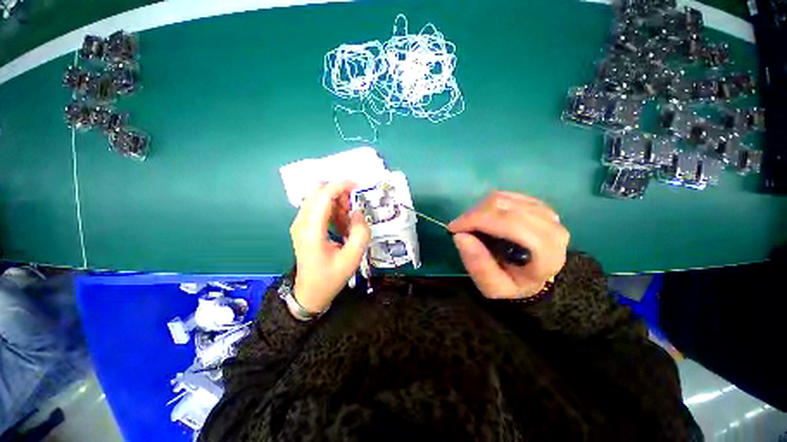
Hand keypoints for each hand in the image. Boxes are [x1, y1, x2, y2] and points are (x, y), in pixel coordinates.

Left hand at [290, 181, 370, 313]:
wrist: (310, 293)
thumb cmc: (330, 277)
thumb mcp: (352, 258)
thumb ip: (360, 233)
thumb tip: (358, 212)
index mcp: (311, 230)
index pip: (323, 196)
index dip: (340, 186)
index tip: (358, 185)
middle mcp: (301, 222)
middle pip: (317, 192)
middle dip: (338, 192)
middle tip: (354, 208)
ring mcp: (300, 223)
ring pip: (317, 198)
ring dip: (336, 202)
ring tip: (348, 220)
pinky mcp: (303, 226)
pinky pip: (318, 207)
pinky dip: (332, 209)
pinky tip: (341, 224)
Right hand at [448, 191, 568, 298]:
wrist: (533, 278)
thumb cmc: (513, 284)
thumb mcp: (492, 286)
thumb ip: (478, 264)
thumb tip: (460, 236)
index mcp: (546, 252)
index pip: (509, 223)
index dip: (477, 220)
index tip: (454, 229)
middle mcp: (552, 227)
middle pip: (503, 206)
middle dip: (473, 215)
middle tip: (458, 227)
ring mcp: (546, 213)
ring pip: (502, 198)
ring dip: (478, 209)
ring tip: (470, 225)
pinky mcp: (537, 204)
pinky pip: (505, 195)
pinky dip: (487, 204)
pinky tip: (483, 218)